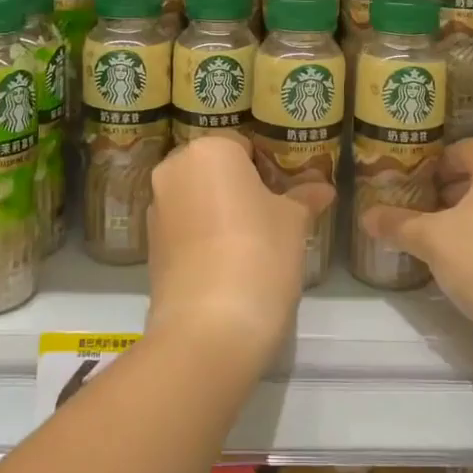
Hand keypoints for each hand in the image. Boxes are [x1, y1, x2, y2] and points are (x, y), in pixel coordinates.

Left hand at [147, 134, 336, 364]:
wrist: (209, 327)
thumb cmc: (260, 254)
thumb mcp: (294, 221)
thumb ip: (304, 196)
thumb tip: (322, 187)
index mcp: (209, 149)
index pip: (244, 145)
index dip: (269, 168)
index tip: (286, 194)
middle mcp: (173, 169)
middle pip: (215, 169)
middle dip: (241, 187)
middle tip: (271, 216)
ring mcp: (156, 208)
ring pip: (197, 198)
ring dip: (220, 211)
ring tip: (252, 244)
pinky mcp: (150, 246)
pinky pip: (184, 227)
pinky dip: (203, 236)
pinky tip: (228, 264)